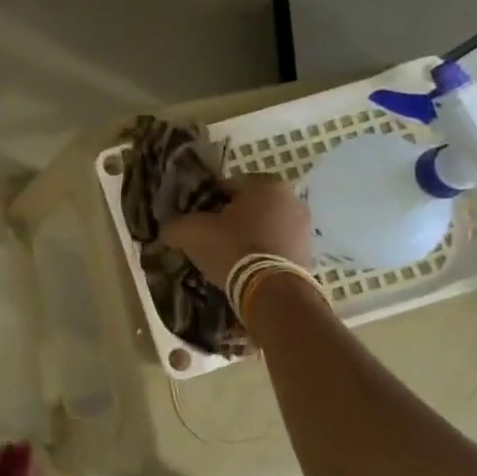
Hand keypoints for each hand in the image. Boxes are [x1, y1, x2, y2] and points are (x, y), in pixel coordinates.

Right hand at [159, 173, 311, 288]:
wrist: (272, 291)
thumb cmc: (232, 249)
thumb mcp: (191, 233)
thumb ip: (174, 225)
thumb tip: (167, 229)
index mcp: (265, 184)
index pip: (224, 187)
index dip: (204, 203)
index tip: (195, 223)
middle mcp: (291, 199)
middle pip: (247, 207)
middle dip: (228, 221)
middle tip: (209, 241)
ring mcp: (304, 227)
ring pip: (263, 227)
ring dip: (246, 238)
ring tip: (226, 259)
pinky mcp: (309, 253)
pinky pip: (275, 247)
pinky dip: (261, 254)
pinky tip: (245, 269)